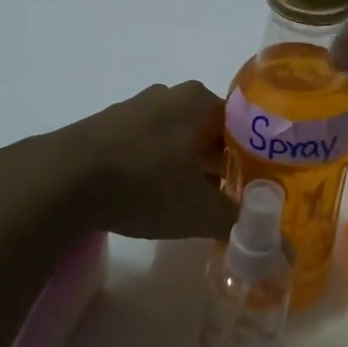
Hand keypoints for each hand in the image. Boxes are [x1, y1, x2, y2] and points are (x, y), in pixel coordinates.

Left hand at [40, 81, 239, 239]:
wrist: (61, 180)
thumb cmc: (145, 184)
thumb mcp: (200, 211)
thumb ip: (241, 224)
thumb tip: (285, 251)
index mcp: (199, 101)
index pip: (243, 126)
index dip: (253, 160)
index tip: (255, 190)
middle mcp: (169, 95)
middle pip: (208, 133)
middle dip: (218, 166)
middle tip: (226, 201)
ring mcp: (133, 108)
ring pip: (175, 139)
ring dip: (185, 168)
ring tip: (189, 204)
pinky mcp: (104, 127)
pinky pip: (143, 146)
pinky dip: (153, 168)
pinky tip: (149, 197)